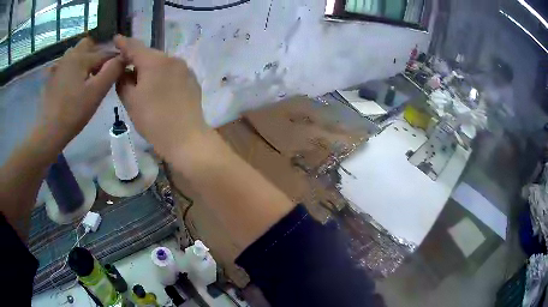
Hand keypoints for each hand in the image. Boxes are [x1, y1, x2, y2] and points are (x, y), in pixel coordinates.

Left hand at [38, 37, 123, 151]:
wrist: (49, 131)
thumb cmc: (74, 112)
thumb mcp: (97, 92)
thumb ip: (112, 71)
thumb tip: (123, 57)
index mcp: (82, 57)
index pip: (105, 53)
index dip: (115, 61)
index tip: (120, 71)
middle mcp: (69, 55)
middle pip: (88, 45)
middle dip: (96, 54)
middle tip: (99, 72)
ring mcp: (58, 66)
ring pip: (75, 53)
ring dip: (83, 59)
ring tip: (85, 77)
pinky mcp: (51, 77)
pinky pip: (64, 65)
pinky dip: (70, 68)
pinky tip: (70, 82)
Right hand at [114, 35, 206, 158]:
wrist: (185, 137)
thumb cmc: (153, 120)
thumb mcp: (130, 101)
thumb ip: (123, 82)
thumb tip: (123, 72)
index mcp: (155, 61)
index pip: (135, 47)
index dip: (123, 43)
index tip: (116, 39)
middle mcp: (172, 59)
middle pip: (149, 55)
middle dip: (136, 60)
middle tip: (125, 69)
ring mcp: (185, 69)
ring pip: (161, 64)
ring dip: (149, 69)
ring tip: (141, 83)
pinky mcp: (192, 80)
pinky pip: (172, 72)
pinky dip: (162, 76)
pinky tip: (158, 89)